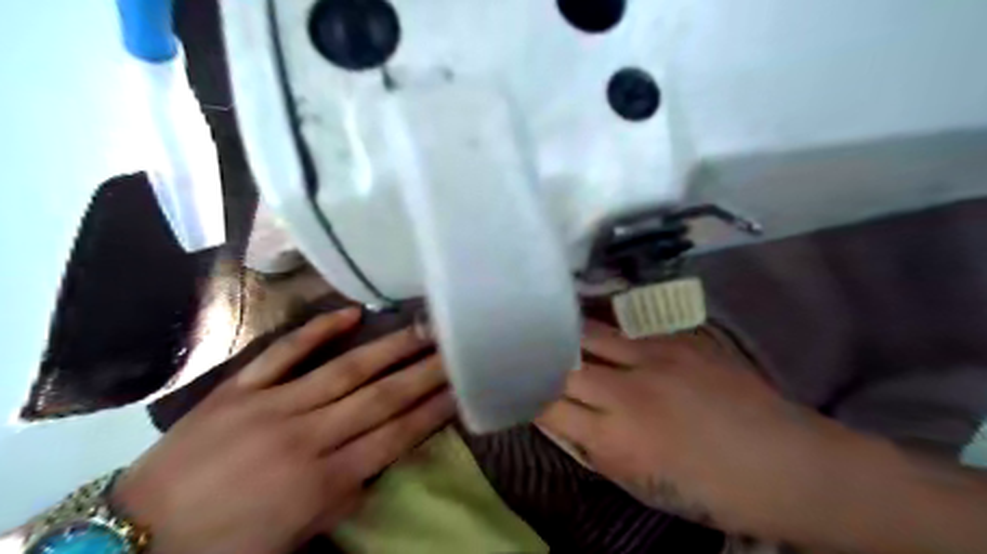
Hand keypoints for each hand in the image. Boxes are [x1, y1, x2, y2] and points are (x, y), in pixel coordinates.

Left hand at [112, 310, 454, 552]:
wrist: (134, 536)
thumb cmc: (225, 546)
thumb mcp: (295, 539)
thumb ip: (343, 498)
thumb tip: (379, 462)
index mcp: (321, 481)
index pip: (394, 437)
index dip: (432, 411)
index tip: (461, 389)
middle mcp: (306, 436)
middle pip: (380, 398)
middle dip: (425, 373)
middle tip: (457, 350)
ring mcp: (272, 406)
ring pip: (345, 370)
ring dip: (389, 348)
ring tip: (423, 328)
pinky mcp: (240, 389)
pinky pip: (284, 353)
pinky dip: (318, 331)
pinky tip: (351, 313)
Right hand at [536, 323, 835, 532]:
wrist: (785, 463)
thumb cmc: (708, 489)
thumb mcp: (639, 483)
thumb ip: (592, 447)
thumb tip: (557, 417)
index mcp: (616, 437)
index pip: (547, 404)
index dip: (526, 394)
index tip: (517, 386)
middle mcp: (627, 390)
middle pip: (562, 363)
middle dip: (540, 359)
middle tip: (528, 352)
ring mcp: (654, 357)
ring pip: (589, 333)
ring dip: (567, 335)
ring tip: (553, 328)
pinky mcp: (678, 339)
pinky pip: (627, 327)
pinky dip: (605, 329)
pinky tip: (599, 328)